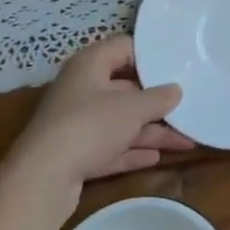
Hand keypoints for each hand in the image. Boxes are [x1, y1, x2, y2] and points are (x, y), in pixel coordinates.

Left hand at [0, 38, 192, 222]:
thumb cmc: (90, 127)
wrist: (41, 181)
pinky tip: (157, 157)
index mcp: (90, 65)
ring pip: (121, 121)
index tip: (179, 65)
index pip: (125, 48)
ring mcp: (77, 123)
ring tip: (187, 140)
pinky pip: (111, 146)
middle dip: (157, 101)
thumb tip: (176, 90)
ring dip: (152, 131)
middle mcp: (82, 89)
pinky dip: (133, 151)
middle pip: (126, 88)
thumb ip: (158, 98)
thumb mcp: (133, 108)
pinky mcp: (75, 154)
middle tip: (188, 105)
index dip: (152, 55)